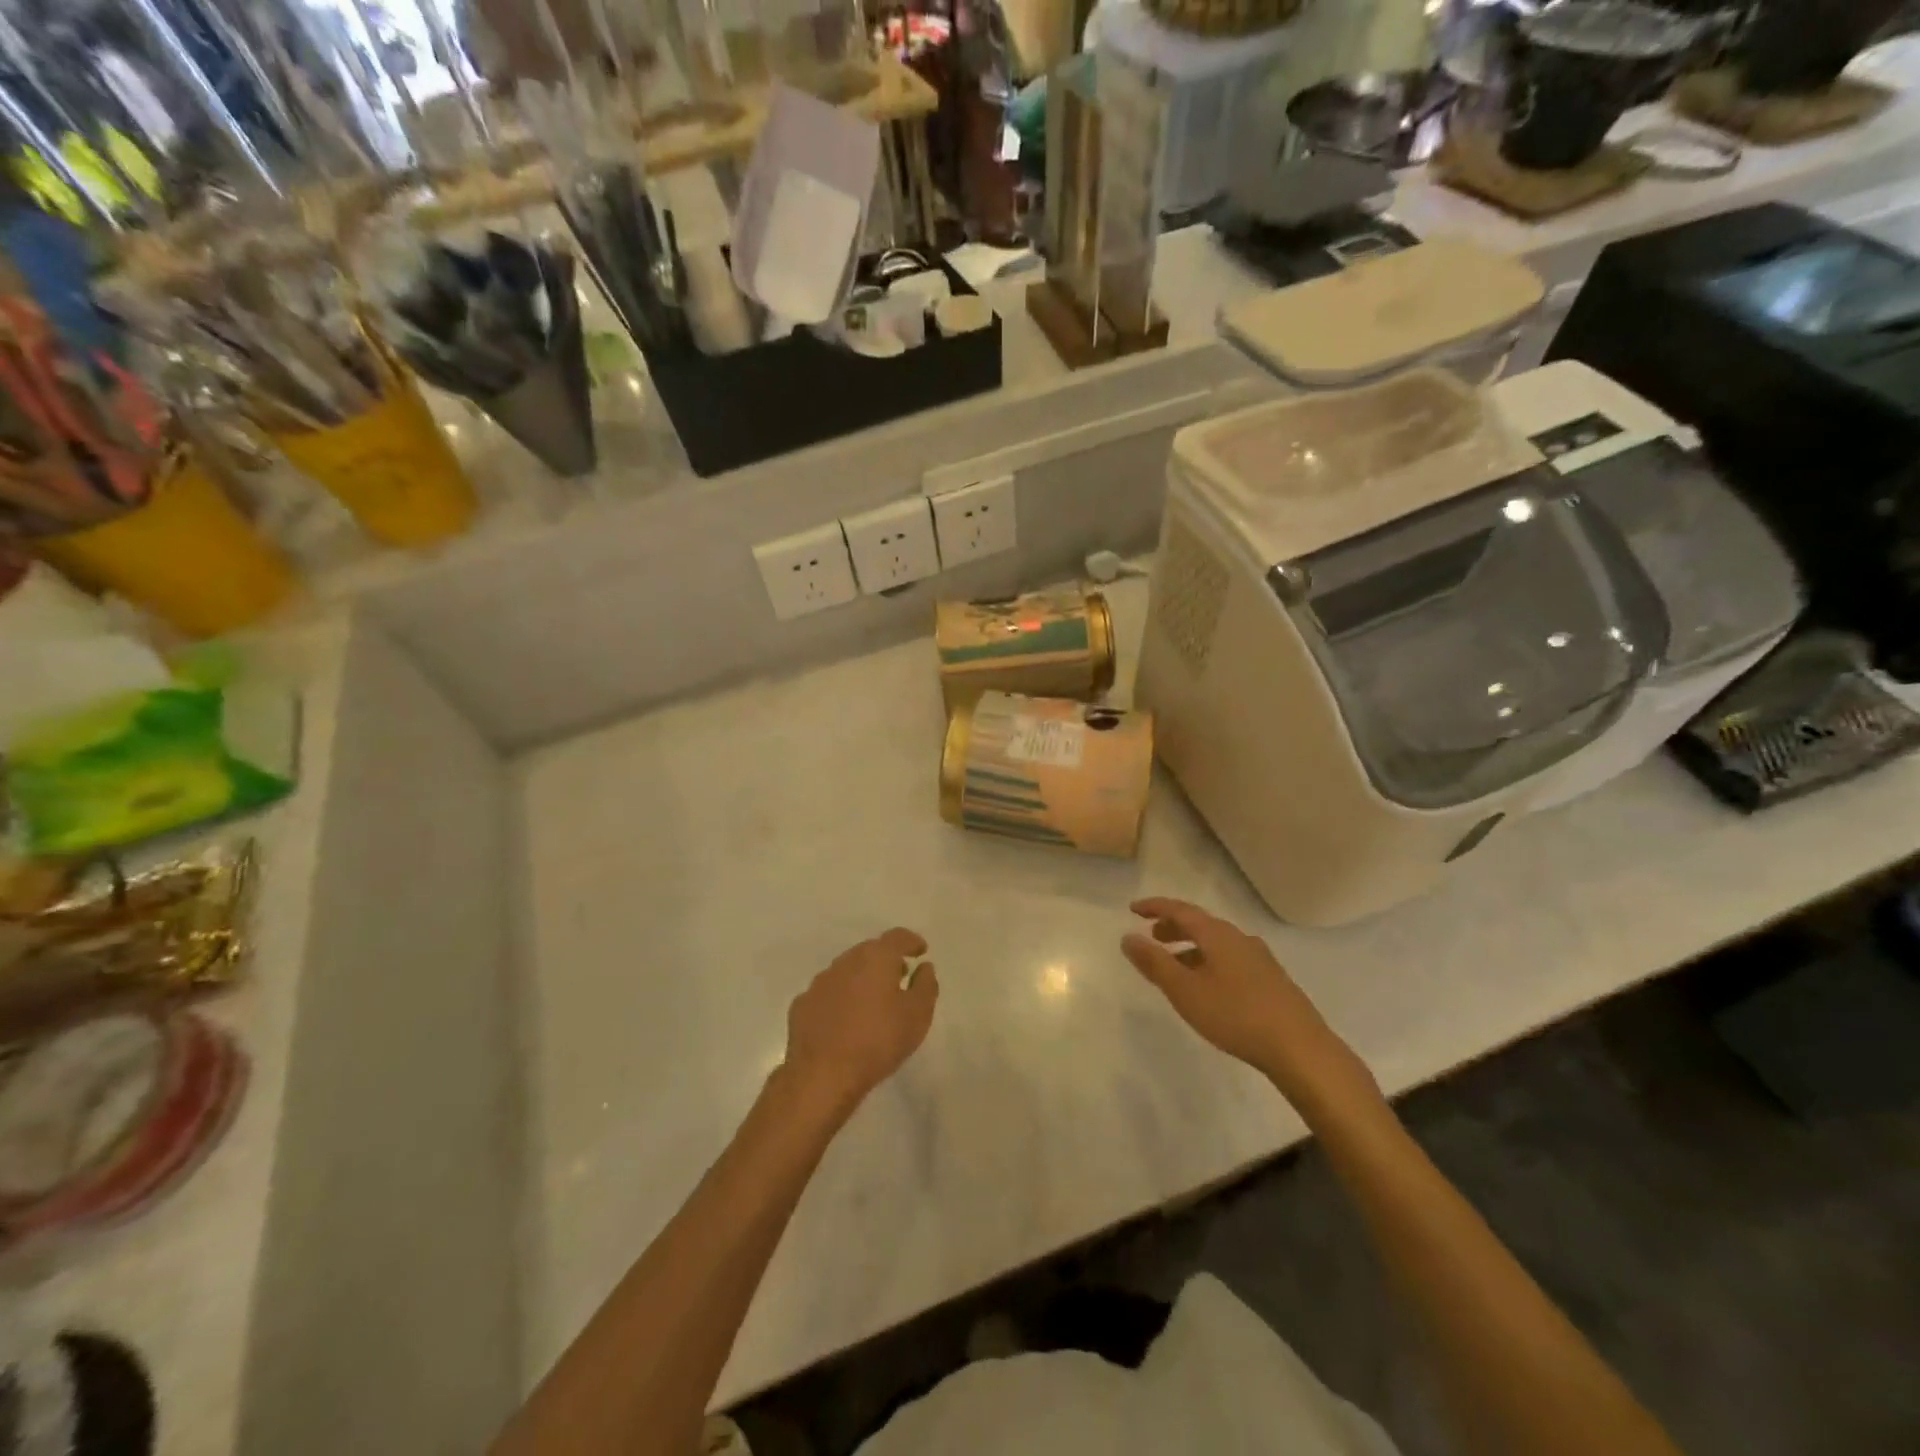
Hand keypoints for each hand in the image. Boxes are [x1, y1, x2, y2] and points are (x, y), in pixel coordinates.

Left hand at [781, 928, 938, 1119]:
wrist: (822, 1075)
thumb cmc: (878, 1041)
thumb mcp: (917, 1015)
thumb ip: (925, 986)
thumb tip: (924, 967)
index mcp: (876, 958)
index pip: (897, 937)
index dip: (911, 941)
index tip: (921, 950)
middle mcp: (846, 961)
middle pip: (870, 951)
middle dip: (887, 960)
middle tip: (900, 976)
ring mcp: (820, 982)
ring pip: (847, 970)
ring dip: (862, 978)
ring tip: (874, 1000)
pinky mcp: (802, 1005)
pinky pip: (828, 993)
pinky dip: (841, 998)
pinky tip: (845, 1019)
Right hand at [1122, 898, 1375, 1112]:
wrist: (1299, 1048)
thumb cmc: (1235, 1015)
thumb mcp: (1185, 990)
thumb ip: (1155, 963)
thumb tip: (1128, 937)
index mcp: (1217, 935)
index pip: (1180, 910)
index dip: (1155, 907)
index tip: (1133, 909)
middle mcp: (1239, 938)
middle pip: (1201, 924)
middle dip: (1173, 927)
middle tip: (1153, 937)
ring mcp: (1260, 959)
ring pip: (1217, 943)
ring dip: (1191, 947)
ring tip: (1175, 966)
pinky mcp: (1271, 980)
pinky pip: (1231, 959)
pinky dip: (1209, 961)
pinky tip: (1209, 986)